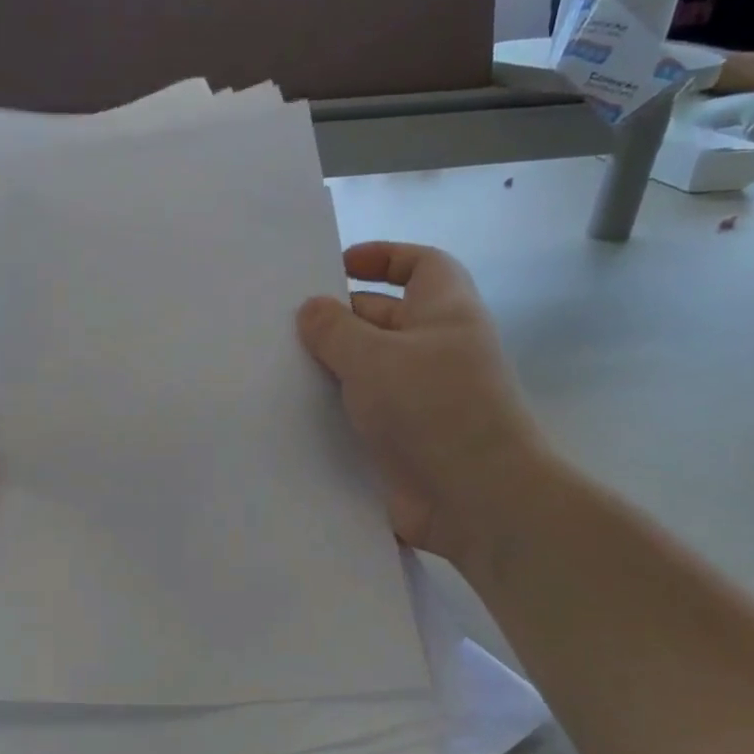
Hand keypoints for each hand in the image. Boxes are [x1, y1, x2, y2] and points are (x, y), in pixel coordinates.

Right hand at [298, 242, 547, 564]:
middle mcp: (435, 350)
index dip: (384, 257)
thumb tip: (311, 309)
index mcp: (443, 312)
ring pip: (369, 370)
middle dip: (340, 317)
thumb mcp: (374, 357)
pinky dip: (336, 411)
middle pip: (385, 318)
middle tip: (285, 326)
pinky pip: (364, 413)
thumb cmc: (432, 408)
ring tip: (278, 368)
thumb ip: (335, 330)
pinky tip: (294, 415)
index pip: (420, 264)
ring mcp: (420, 398)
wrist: (476, 497)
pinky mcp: (404, 439)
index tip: (338, 266)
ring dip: (331, 369)